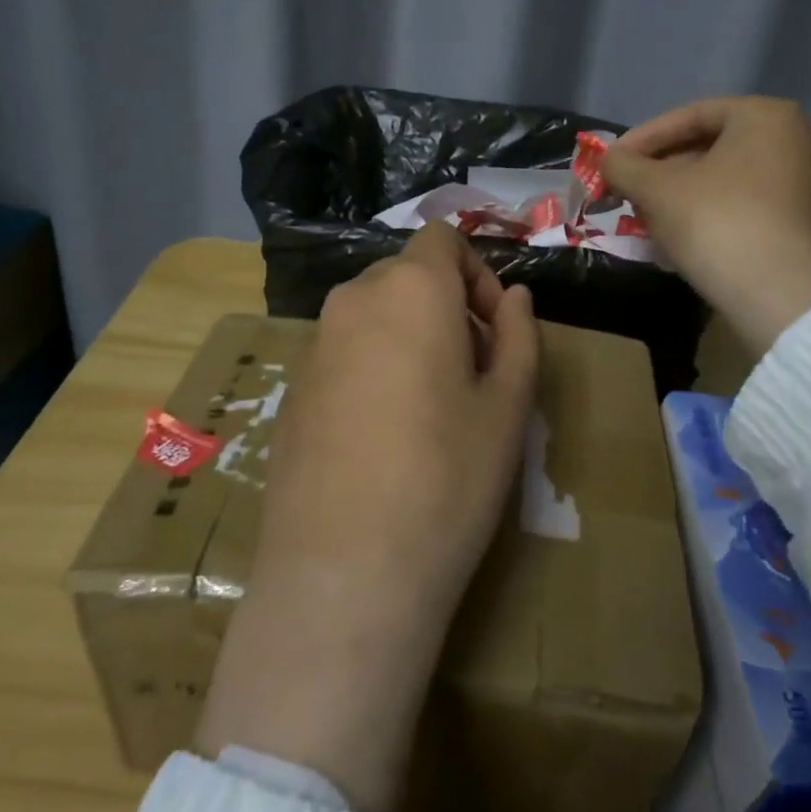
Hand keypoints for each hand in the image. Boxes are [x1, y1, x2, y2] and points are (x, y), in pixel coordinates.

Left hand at [193, 223, 538, 811]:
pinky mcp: (291, 393)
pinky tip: (385, 438)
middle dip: (447, 307)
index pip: (442, 239)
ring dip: (410, 338)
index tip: (494, 331)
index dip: (477, 273)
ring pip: (373, 317)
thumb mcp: (508, 405)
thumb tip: (513, 297)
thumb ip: (519, 335)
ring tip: (432, 410)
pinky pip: (343, 356)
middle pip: (406, 276)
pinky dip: (373, 368)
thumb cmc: (447, 477)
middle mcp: (352, 303)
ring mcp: (312, 348)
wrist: (345, 572)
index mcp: (409, 289)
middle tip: (474, 373)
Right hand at [602, 97, 810, 355]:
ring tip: (642, 217)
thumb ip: (624, 166)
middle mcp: (792, 140)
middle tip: (624, 191)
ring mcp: (799, 184)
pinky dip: (703, 214)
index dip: (641, 139)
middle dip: (658, 171)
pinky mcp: (796, 223)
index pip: (689, 116)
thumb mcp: (657, 189)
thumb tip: (607, 161)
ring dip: (676, 196)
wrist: (778, 298)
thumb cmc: (717, 223)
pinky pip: (739, 205)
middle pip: (706, 147)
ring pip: (720, 180)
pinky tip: (674, 239)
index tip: (611, 163)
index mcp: (765, 116)